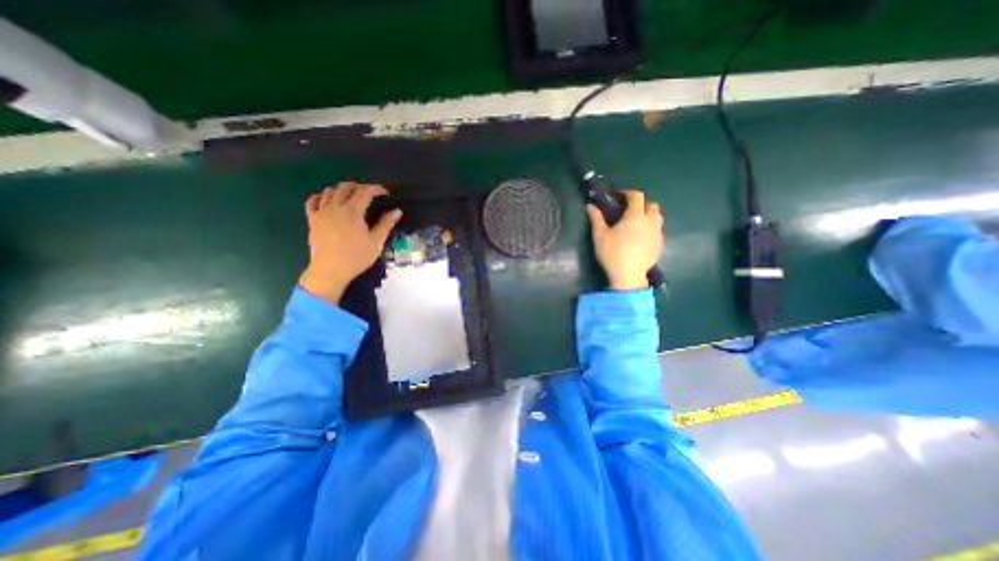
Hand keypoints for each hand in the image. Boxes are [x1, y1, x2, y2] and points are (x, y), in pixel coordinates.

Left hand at [301, 182, 400, 304]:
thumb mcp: (376, 242)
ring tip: (350, 195)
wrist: (330, 271)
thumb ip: (386, 224)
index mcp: (352, 212)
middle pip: (345, 187)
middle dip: (359, 186)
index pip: (365, 192)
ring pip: (329, 192)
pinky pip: (312, 202)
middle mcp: (335, 207)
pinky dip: (320, 196)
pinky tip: (326, 199)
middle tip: (369, 193)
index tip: (385, 192)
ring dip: (341, 189)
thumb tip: (397, 211)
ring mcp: (321, 213)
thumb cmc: (356, 257)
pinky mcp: (312, 220)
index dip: (376, 189)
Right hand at [587, 190, 661, 289]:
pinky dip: (651, 229)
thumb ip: (596, 218)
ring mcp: (657, 234)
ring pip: (657, 217)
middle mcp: (650, 221)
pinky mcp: (660, 245)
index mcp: (635, 216)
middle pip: (651, 205)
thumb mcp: (600, 235)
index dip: (628, 193)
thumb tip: (590, 205)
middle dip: (641, 204)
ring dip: (648, 215)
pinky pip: (658, 231)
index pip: (637, 196)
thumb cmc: (612, 253)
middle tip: (629, 210)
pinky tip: (641, 238)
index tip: (619, 196)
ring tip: (636, 223)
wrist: (628, 276)